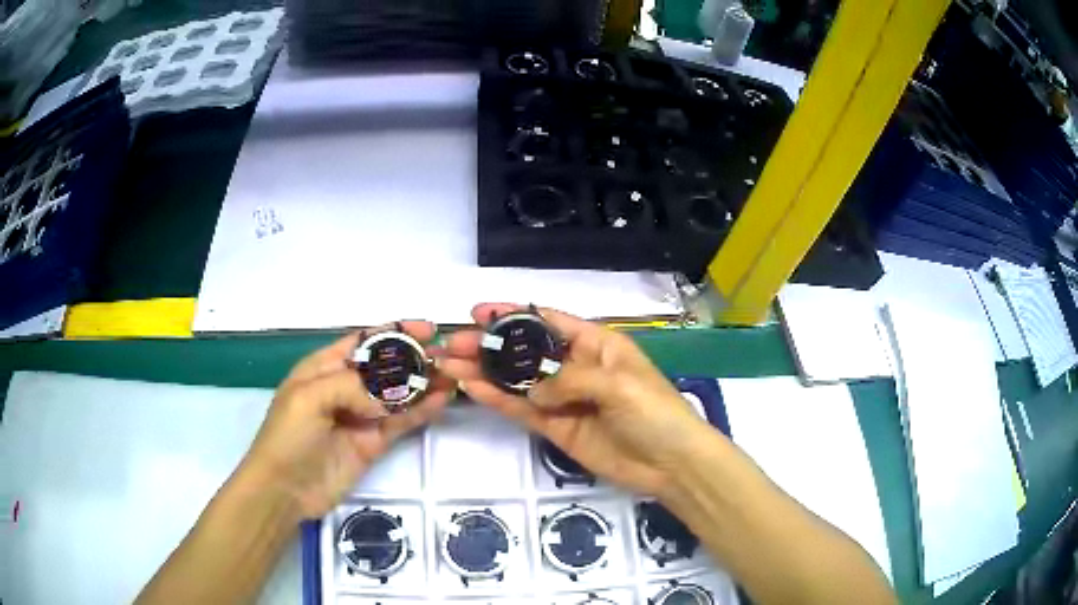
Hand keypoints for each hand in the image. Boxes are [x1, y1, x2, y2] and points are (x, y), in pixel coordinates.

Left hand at [242, 322, 453, 518]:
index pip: (363, 342)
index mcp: (323, 368)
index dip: (393, 333)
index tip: (426, 328)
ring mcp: (360, 417)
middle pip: (385, 367)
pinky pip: (401, 423)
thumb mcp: (309, 398)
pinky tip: (441, 400)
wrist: (284, 490)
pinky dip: (421, 411)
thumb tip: (391, 391)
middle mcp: (344, 388)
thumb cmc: (287, 436)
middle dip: (413, 358)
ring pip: (397, 395)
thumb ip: (351, 386)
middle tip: (446, 354)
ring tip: (453, 375)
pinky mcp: (372, 444)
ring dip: (423, 384)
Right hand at [438, 303, 713, 496]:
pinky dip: (498, 400)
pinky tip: (471, 388)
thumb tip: (532, 390)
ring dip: (484, 372)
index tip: (478, 311)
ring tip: (449, 364)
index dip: (514, 314)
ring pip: (517, 381)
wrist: (671, 464)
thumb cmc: (654, 411)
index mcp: (595, 344)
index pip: (548, 321)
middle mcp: (575, 367)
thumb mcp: (618, 384)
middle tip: (452, 343)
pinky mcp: (556, 429)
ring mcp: (563, 400)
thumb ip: (570, 380)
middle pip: (525, 351)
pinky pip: (522, 410)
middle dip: (489, 345)